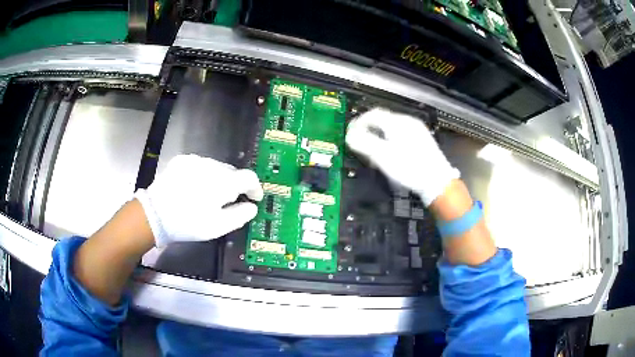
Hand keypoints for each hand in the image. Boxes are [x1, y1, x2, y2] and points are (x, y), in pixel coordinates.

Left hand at [134, 155, 262, 246]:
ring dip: (218, 179)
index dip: (255, 188)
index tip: (254, 199)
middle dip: (235, 185)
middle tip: (228, 202)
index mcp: (223, 182)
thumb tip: (251, 207)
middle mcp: (211, 165)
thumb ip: (240, 215)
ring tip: (208, 195)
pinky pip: (200, 165)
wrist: (155, 214)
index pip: (249, 178)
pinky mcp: (182, 160)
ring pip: (216, 167)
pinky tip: (194, 187)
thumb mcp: (218, 227)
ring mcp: (195, 160)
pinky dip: (203, 174)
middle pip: (232, 172)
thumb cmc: (189, 223)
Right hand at [345, 108, 458, 205]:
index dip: (359, 123)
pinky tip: (391, 154)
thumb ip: (364, 143)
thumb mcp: (383, 156)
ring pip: (391, 128)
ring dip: (379, 136)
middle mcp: (408, 122)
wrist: (437, 182)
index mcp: (398, 123)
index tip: (351, 134)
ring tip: (374, 152)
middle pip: (382, 120)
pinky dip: (390, 140)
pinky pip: (400, 135)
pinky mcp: (422, 140)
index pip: (373, 114)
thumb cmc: (410, 168)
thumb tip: (350, 135)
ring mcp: (417, 130)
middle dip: (369, 131)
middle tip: (361, 144)